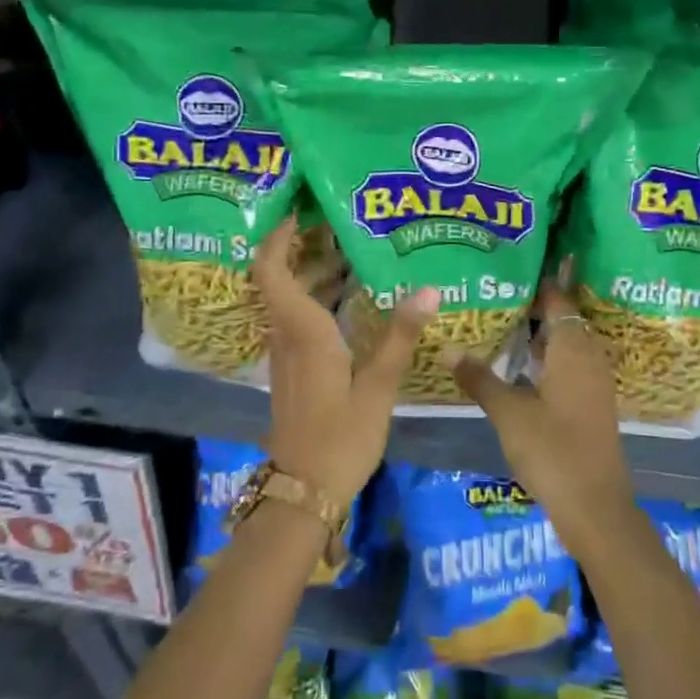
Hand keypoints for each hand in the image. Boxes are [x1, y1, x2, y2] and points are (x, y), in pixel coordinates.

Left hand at [254, 218, 438, 506]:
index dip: (277, 235)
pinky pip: (297, 318)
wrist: (303, 490)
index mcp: (302, 330)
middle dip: (301, 245)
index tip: (300, 208)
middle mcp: (286, 334)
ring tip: (350, 250)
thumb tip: (429, 289)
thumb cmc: (340, 437)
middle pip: (279, 276)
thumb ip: (400, 336)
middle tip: (338, 221)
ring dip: (310, 271)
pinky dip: (316, 298)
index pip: (271, 268)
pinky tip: (349, 300)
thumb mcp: (377, 386)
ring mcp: (285, 353)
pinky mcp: (292, 369)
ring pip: (289, 298)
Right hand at [447, 282, 634, 541]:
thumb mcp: (509, 413)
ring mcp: (594, 382)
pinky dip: (548, 357)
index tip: (514, 267)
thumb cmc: (552, 450)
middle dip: (536, 306)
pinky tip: (522, 366)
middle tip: (499, 293)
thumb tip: (448, 347)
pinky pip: (570, 365)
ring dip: (541, 334)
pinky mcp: (592, 403)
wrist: (595, 507)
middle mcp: (589, 358)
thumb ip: (480, 378)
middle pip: (564, 319)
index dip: (540, 282)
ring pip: (567, 344)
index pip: (559, 300)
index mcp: (573, 349)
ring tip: (505, 322)